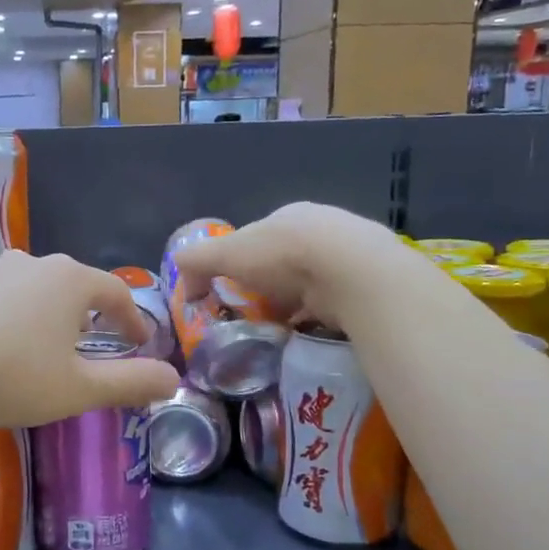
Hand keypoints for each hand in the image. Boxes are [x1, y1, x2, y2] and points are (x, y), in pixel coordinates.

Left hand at [0, 251, 180, 427]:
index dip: (132, 318)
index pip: (115, 291)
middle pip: (73, 286)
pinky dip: (9, 319)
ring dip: (46, 316)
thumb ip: (129, 383)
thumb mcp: (77, 388)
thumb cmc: (10, 375)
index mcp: (69, 281)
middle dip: (88, 314)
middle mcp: (32, 264)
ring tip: (44, 348)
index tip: (139, 342)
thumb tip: (173, 379)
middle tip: (93, 344)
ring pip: (32, 290)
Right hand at [173, 203, 397, 326]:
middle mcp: (322, 227)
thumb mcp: (226, 253)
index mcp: (288, 215)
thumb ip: (197, 259)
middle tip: (256, 316)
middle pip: (286, 262)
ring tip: (283, 331)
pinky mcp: (371, 281)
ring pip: (314, 282)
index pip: (257, 239)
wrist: (352, 270)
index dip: (240, 264)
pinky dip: (323, 317)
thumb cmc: (283, 255)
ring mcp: (351, 254)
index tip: (231, 292)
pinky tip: (314, 333)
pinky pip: (338, 302)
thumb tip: (177, 269)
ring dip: (298, 305)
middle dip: (271, 288)